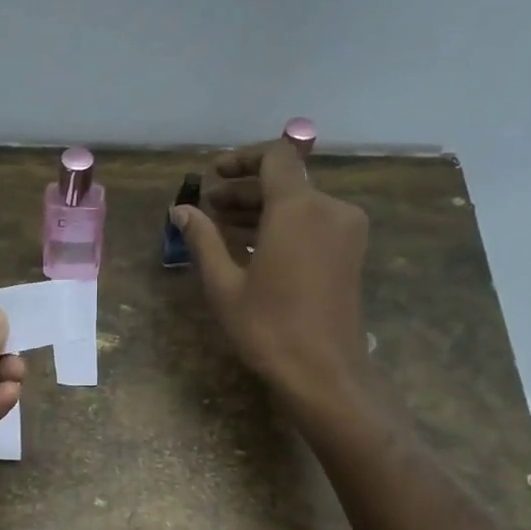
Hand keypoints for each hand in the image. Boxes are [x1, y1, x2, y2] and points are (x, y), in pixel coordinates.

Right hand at [171, 139, 372, 395]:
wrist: (324, 372)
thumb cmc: (268, 328)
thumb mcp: (224, 284)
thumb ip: (203, 240)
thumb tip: (180, 210)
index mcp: (298, 209)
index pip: (274, 157)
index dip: (241, 159)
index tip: (212, 176)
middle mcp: (329, 208)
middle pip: (285, 181)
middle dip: (245, 190)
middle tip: (207, 208)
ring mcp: (345, 230)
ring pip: (300, 203)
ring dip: (262, 209)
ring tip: (223, 228)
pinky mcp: (350, 252)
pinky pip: (313, 223)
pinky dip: (283, 225)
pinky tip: (253, 246)